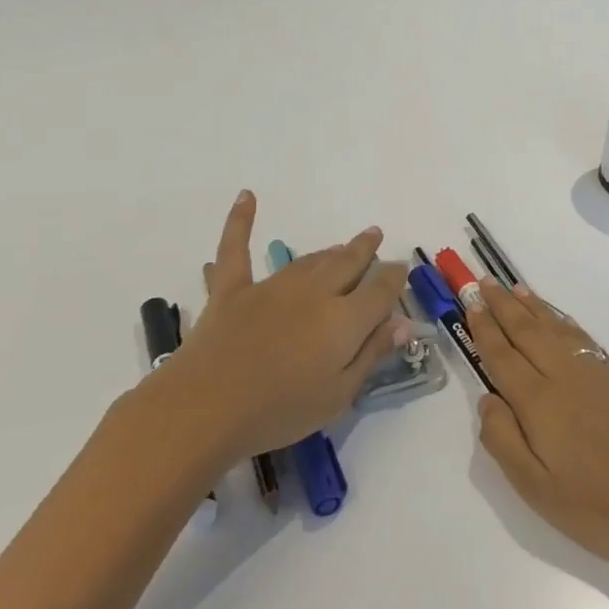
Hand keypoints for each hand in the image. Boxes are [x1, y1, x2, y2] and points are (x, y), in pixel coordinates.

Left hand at [151, 191, 410, 463]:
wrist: (205, 409)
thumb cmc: (279, 411)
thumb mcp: (338, 396)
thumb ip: (371, 355)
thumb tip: (403, 323)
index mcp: (344, 319)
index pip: (380, 289)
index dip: (394, 276)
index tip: (400, 269)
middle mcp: (314, 292)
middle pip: (347, 264)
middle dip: (365, 249)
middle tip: (374, 235)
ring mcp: (271, 287)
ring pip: (309, 260)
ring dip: (329, 251)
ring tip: (341, 246)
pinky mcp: (233, 291)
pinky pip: (236, 248)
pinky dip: (240, 221)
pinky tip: (247, 196)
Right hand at [467, 280, 608, 570]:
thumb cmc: (598, 508)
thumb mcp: (536, 490)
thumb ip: (503, 441)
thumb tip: (487, 399)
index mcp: (539, 402)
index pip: (502, 355)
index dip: (485, 328)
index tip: (471, 303)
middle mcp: (565, 375)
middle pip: (527, 331)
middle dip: (503, 306)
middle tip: (484, 283)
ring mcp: (597, 372)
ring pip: (556, 329)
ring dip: (533, 307)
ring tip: (515, 289)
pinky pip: (582, 337)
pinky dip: (564, 322)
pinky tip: (559, 321)